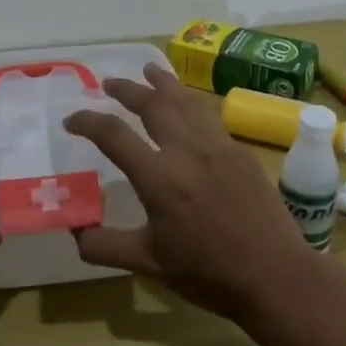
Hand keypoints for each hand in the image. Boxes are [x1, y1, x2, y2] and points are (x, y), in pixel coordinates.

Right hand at [62, 63, 325, 319]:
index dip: (87, 122)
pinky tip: (189, 105)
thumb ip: (104, 246)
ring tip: (150, 70)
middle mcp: (187, 151)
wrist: (274, 275)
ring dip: (163, 83)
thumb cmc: (208, 273)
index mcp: (159, 178)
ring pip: (186, 101)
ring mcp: (218, 147)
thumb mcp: (147, 264)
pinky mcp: (240, 152)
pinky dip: (191, 101)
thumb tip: (75, 230)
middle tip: (109, 83)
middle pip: (152, 104)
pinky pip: (210, 115)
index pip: (113, 135)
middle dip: (126, 89)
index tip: (71, 121)